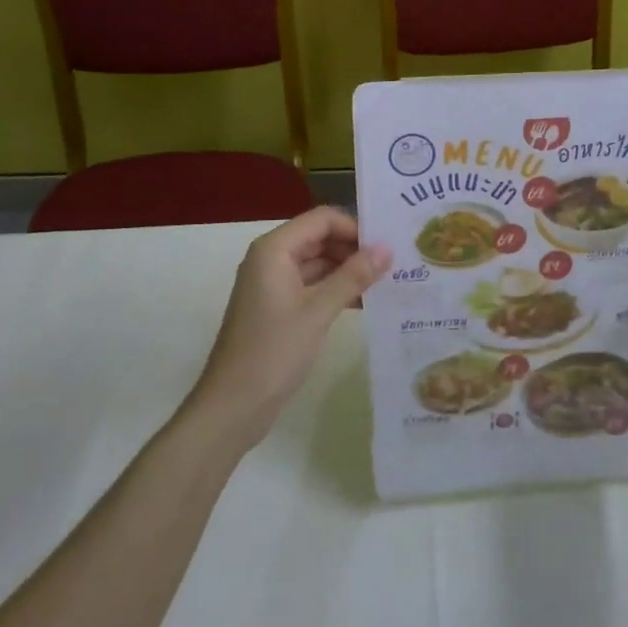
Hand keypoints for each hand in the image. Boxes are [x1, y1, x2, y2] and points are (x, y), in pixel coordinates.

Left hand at [189, 207, 390, 447]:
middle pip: (320, 238)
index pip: (322, 219)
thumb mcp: (318, 311)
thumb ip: (353, 276)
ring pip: (318, 263)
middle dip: (354, 248)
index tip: (387, 244)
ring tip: (387, 282)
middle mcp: (272, 259)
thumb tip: (387, 248)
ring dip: (348, 271)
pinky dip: (336, 290)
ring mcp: (273, 284)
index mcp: (275, 249)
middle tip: (394, 263)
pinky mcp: (278, 308)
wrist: (232, 407)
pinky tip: (366, 303)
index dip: (355, 227)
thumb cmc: (273, 352)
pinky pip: (312, 286)